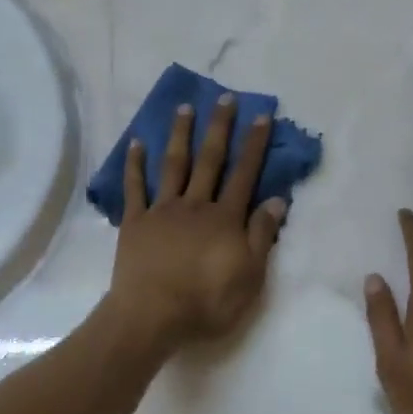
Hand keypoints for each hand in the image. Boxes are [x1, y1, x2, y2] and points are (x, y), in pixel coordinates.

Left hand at [107, 97, 286, 352]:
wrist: (152, 315)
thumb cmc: (206, 302)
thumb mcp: (250, 276)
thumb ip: (262, 236)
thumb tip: (277, 200)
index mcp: (225, 219)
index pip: (245, 174)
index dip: (254, 144)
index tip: (261, 115)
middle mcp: (195, 205)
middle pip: (210, 160)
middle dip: (219, 127)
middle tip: (224, 97)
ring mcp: (162, 211)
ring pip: (173, 165)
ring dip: (180, 135)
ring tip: (184, 108)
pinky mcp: (135, 222)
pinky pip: (135, 187)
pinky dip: (135, 164)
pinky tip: (137, 143)